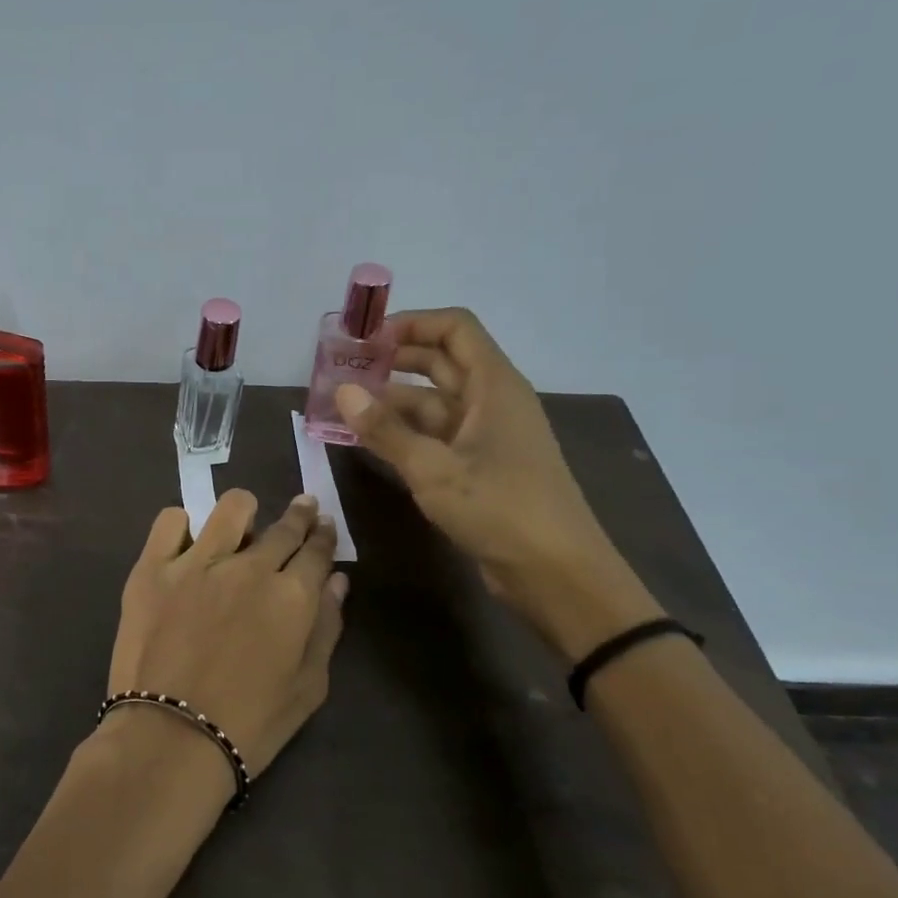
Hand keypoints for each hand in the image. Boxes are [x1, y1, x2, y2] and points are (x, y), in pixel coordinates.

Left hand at [106, 492, 347, 785]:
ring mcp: (196, 563)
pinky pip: (170, 522)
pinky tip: (187, 542)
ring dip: (244, 513)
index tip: (323, 525)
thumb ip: (326, 628)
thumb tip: (336, 581)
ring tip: (241, 525)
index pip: (316, 551)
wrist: (170, 739)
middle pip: (282, 527)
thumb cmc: (250, 724)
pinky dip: (182, 526)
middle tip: (300, 511)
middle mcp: (249, 567)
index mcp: (292, 596)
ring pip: (231, 508)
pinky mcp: (152, 568)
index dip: (323, 536)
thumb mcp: (308, 687)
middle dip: (298, 516)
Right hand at [334, 308, 657, 657]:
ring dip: (390, 402)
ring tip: (342, 406)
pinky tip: (367, 440)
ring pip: (432, 403)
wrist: (555, 573)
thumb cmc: (500, 509)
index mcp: (493, 386)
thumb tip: (343, 391)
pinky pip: (434, 436)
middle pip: (440, 362)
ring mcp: (485, 436)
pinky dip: (402, 433)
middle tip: (343, 369)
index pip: (454, 329)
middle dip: (392, 361)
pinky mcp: (478, 467)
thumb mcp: (434, 468)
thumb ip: (385, 429)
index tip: (365, 338)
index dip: (411, 324)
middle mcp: (490, 402)